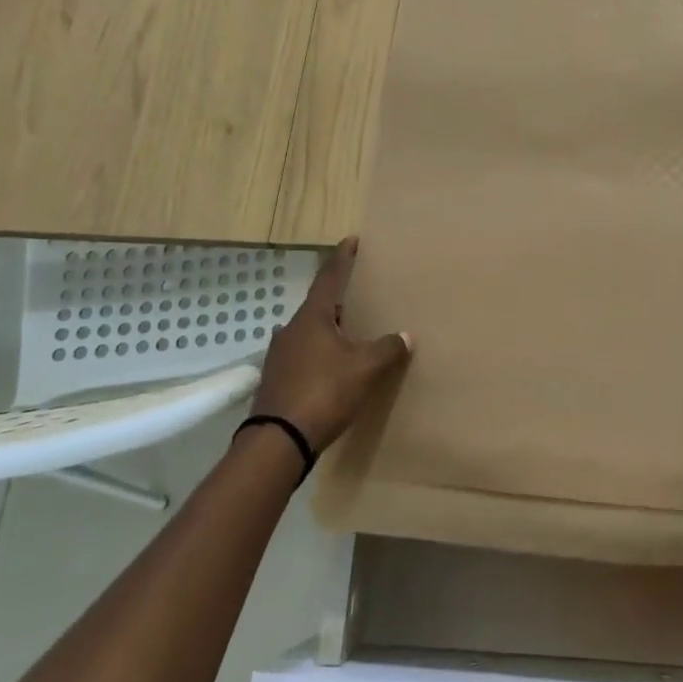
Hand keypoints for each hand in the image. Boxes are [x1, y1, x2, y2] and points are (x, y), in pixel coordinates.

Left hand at [248, 237, 409, 452]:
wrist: (277, 441)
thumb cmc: (323, 392)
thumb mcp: (364, 369)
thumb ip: (387, 348)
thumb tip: (406, 335)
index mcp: (312, 318)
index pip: (329, 277)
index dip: (342, 258)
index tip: (351, 240)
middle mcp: (291, 329)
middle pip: (318, 306)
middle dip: (338, 299)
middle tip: (359, 294)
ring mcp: (279, 356)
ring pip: (308, 332)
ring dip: (327, 329)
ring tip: (348, 332)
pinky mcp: (276, 380)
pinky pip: (302, 356)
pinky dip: (318, 353)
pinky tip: (330, 366)